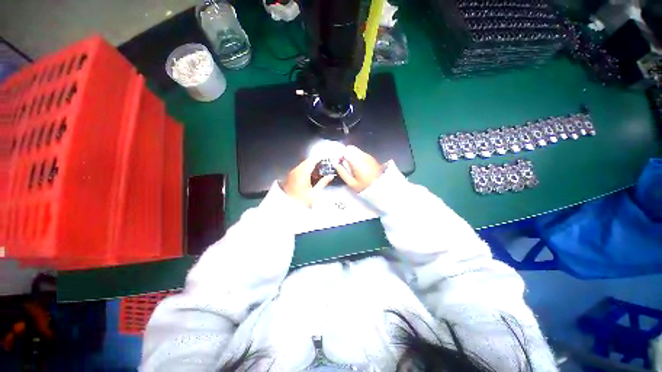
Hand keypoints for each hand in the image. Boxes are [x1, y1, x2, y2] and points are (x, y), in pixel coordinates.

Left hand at [281, 158, 334, 206]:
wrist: (288, 207)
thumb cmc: (301, 201)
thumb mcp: (315, 193)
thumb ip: (323, 182)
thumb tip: (330, 176)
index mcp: (303, 173)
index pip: (312, 161)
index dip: (319, 158)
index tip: (325, 158)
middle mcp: (296, 171)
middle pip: (307, 162)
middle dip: (315, 162)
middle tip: (323, 165)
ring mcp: (292, 174)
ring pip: (303, 165)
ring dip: (310, 166)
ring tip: (318, 172)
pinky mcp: (290, 177)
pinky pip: (299, 170)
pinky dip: (306, 170)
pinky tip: (310, 177)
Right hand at [334, 146, 382, 191]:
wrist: (381, 187)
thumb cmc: (365, 187)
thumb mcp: (351, 183)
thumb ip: (342, 173)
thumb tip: (336, 165)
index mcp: (357, 161)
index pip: (345, 151)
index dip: (340, 156)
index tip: (339, 162)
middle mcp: (363, 156)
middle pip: (350, 148)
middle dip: (346, 154)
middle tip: (345, 164)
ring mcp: (368, 156)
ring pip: (356, 150)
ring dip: (352, 156)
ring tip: (352, 167)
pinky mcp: (371, 158)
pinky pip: (361, 154)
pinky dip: (357, 157)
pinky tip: (359, 167)